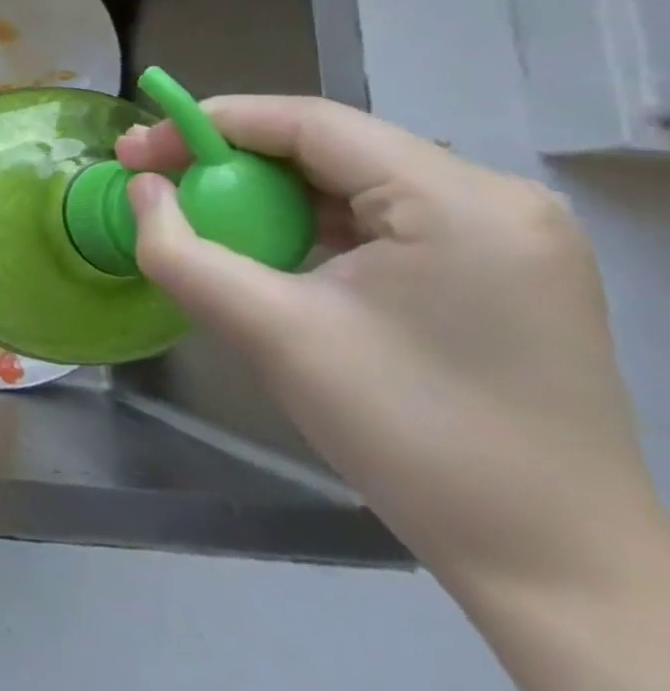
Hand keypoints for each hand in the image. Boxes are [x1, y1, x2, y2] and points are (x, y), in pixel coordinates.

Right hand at [116, 97, 659, 593]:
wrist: (553, 569)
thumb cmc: (409, 436)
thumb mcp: (269, 333)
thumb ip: (180, 249)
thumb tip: (141, 189)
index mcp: (458, 201)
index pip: (308, 122)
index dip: (207, 124)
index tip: (136, 151)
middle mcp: (494, 199)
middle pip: (328, 147)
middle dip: (231, 162)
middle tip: (156, 184)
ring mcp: (507, 235)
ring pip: (350, 182)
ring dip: (267, 196)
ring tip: (205, 222)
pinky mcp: (501, 271)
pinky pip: (380, 218)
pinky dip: (310, 225)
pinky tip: (273, 255)